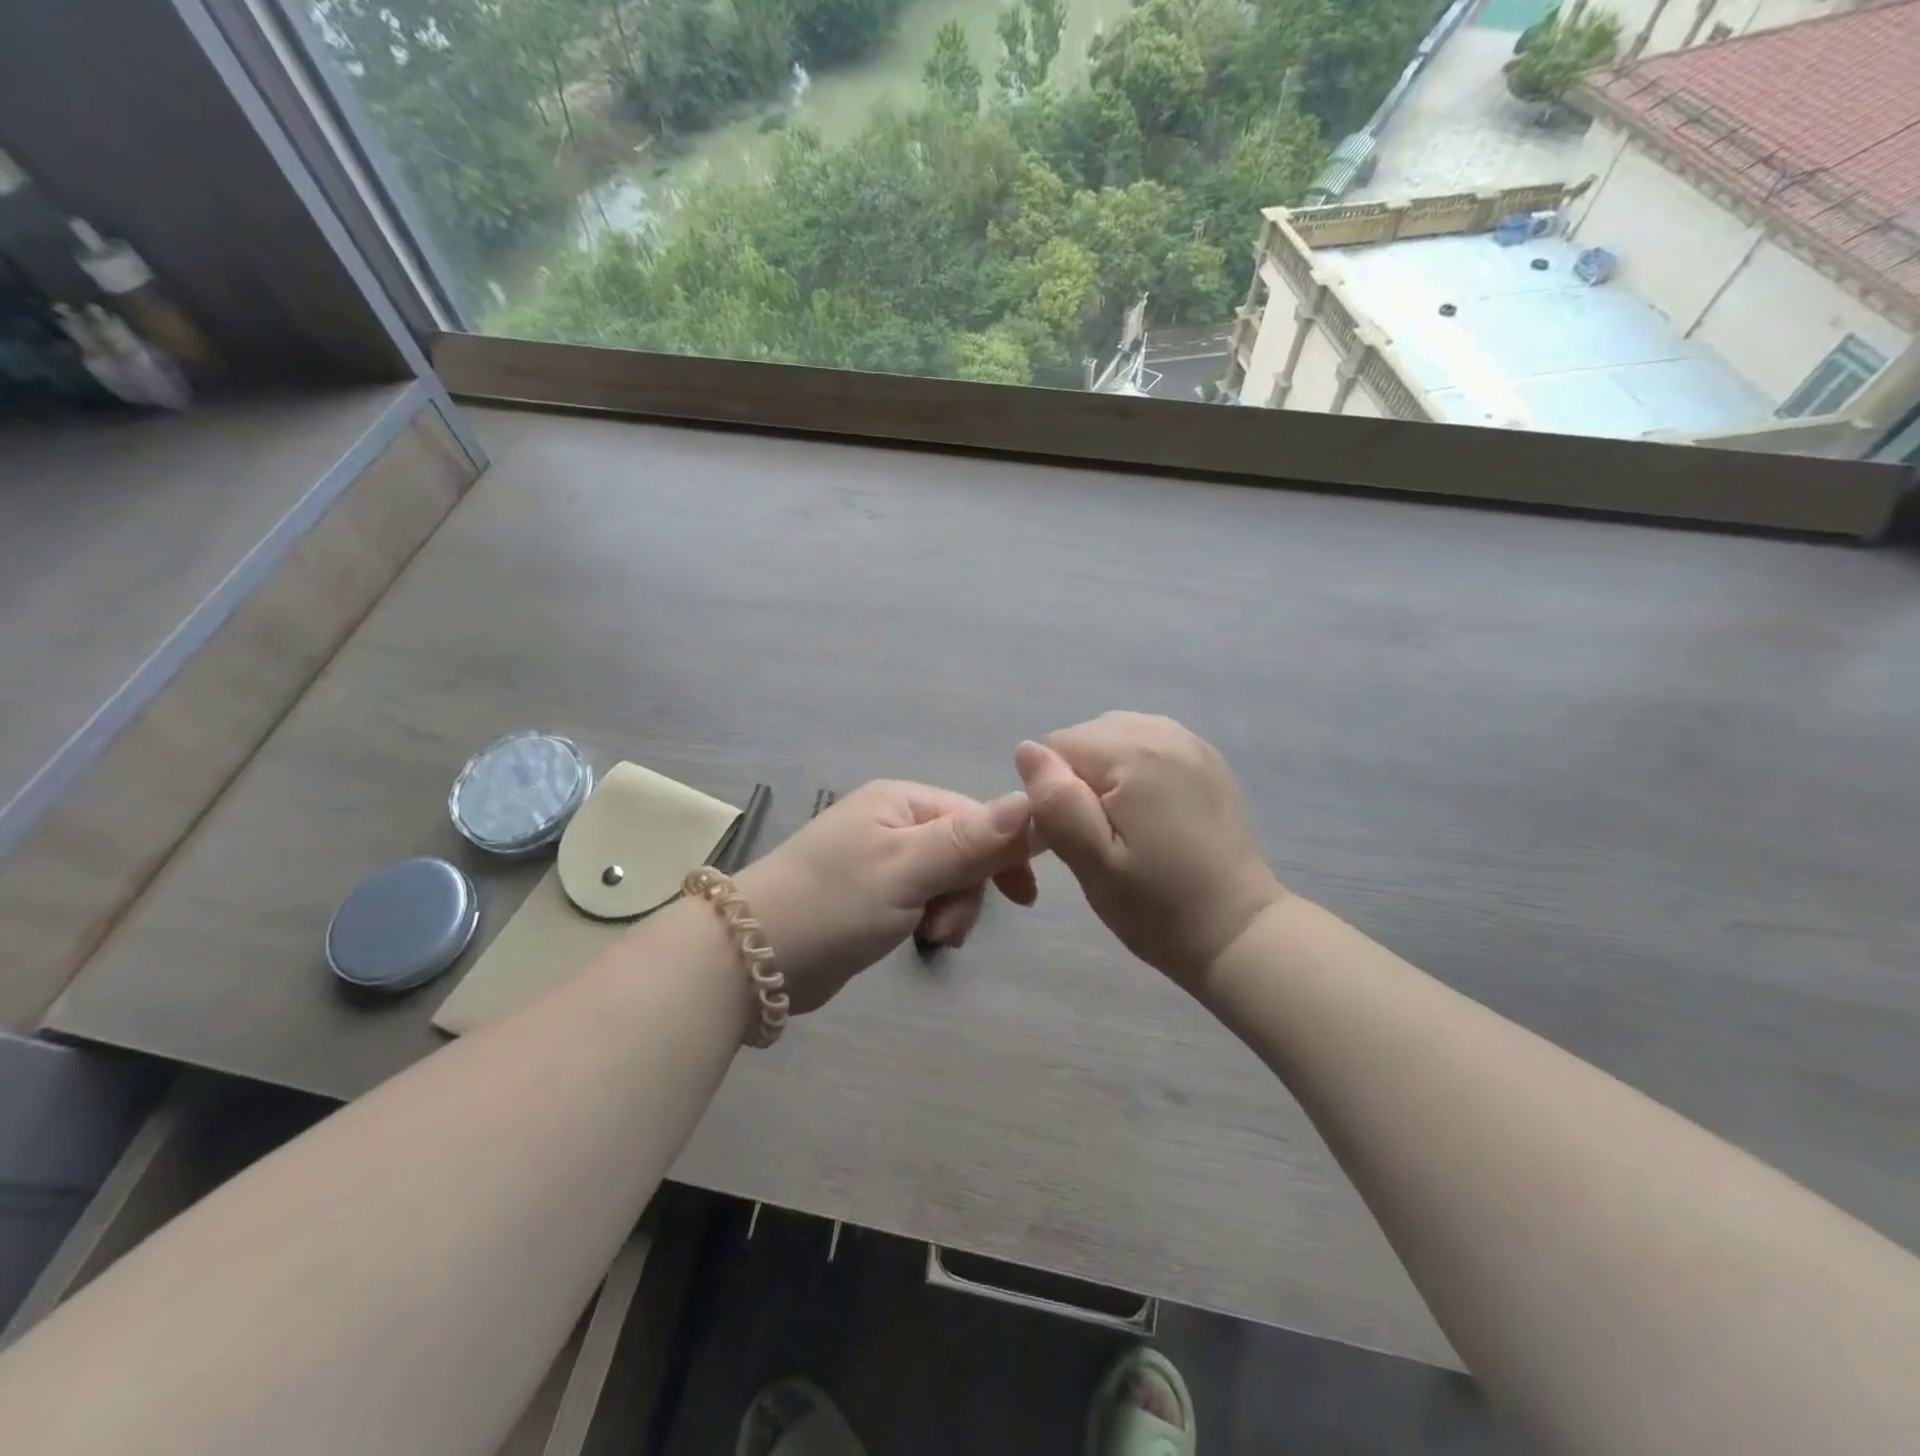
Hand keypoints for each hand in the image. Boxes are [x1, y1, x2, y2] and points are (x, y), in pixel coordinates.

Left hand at [734, 781, 1038, 1013]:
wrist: (751, 958)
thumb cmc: (834, 903)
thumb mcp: (907, 868)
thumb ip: (969, 838)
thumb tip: (1030, 798)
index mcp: (900, 800)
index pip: (976, 815)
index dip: (1004, 851)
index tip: (1023, 897)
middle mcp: (892, 821)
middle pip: (964, 848)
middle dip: (967, 890)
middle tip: (946, 928)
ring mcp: (880, 858)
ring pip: (946, 878)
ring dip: (949, 909)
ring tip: (930, 938)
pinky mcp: (871, 894)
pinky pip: (922, 898)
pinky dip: (928, 918)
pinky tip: (918, 939)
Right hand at [1015, 712, 1284, 990]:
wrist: (1240, 932)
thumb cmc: (1158, 907)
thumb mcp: (1093, 864)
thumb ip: (1056, 803)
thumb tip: (1026, 750)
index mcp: (1133, 754)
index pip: (1057, 747)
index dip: (1055, 792)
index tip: (1076, 837)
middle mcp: (1163, 732)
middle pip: (1087, 737)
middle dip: (1080, 779)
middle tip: (1101, 837)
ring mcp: (1191, 742)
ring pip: (1116, 737)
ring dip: (1107, 773)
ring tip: (1125, 825)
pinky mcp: (1207, 759)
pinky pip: (1149, 744)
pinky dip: (1137, 770)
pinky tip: (1150, 812)